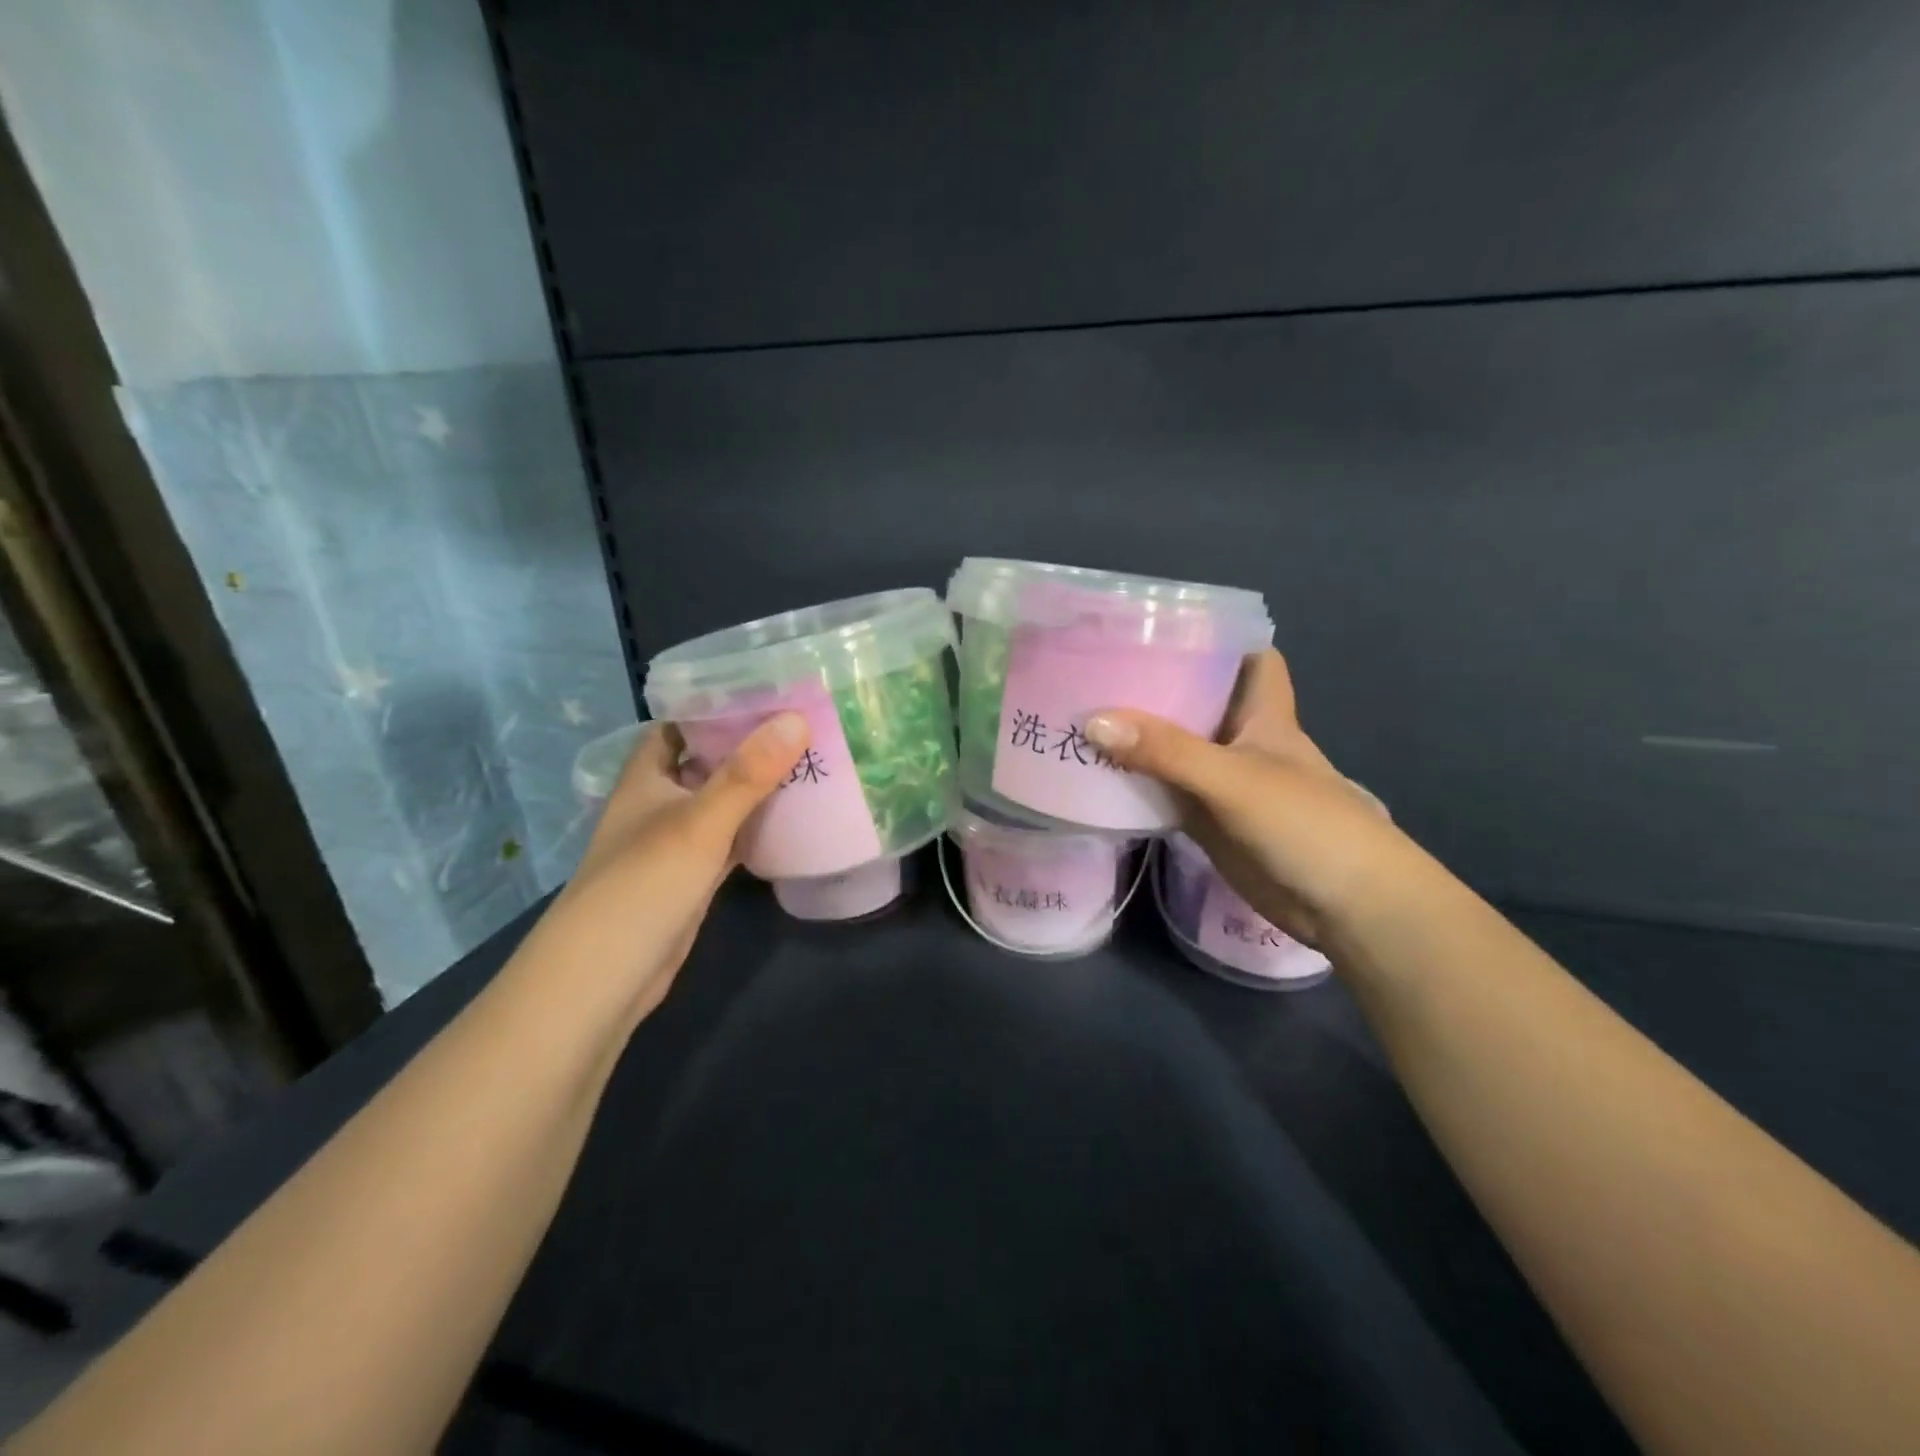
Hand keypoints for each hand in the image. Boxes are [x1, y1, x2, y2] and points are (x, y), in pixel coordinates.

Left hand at [532, 713, 808, 1023]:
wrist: (604, 978)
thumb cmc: (642, 885)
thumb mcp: (698, 823)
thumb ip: (748, 773)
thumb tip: (797, 718)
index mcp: (647, 777)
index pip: (680, 723)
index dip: (716, 702)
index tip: (769, 687)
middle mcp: (660, 802)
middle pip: (707, 760)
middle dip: (749, 743)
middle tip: (806, 722)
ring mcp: (677, 841)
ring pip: (722, 801)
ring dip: (757, 786)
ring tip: (812, 760)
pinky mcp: (693, 877)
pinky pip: (731, 839)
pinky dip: (758, 828)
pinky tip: (796, 819)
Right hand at [1086, 650, 1402, 946]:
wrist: (1343, 907)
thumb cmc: (1305, 824)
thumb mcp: (1234, 778)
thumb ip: (1166, 750)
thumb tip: (1092, 721)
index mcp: (1261, 713)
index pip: (1247, 655)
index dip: (1213, 636)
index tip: (1157, 624)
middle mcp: (1239, 740)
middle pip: (1195, 699)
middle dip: (1152, 684)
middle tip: (1093, 667)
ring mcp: (1221, 782)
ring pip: (1172, 748)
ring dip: (1135, 736)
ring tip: (1075, 713)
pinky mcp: (1206, 821)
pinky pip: (1163, 791)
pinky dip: (1133, 784)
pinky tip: (1092, 775)